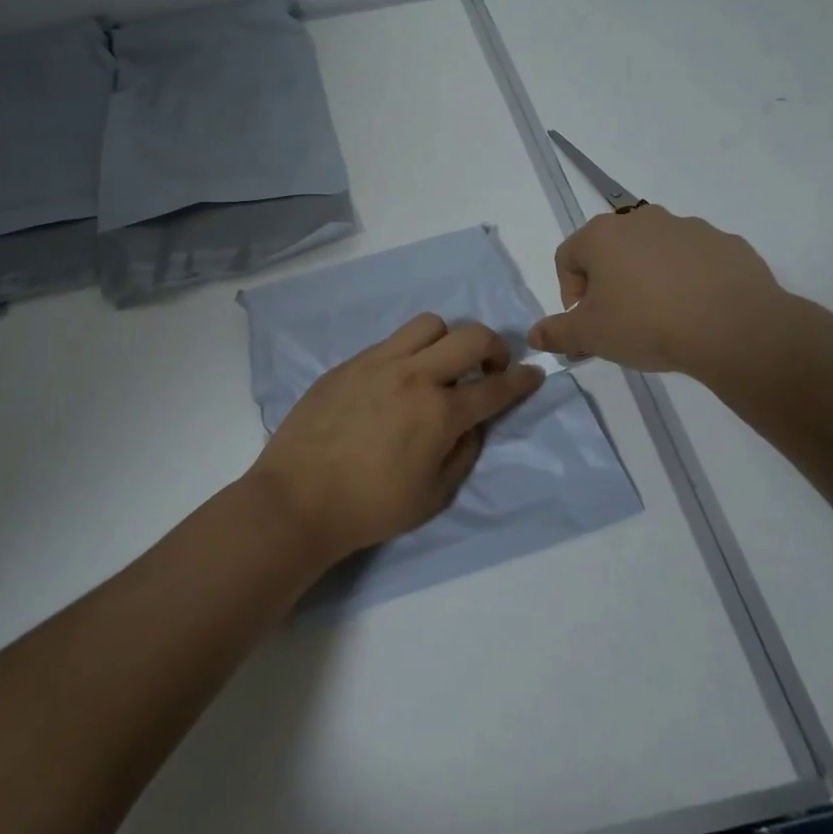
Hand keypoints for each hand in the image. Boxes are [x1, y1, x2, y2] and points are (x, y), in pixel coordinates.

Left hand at [250, 314, 542, 563]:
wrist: (298, 499)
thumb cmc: (370, 508)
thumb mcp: (433, 496)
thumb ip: (463, 453)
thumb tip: (473, 423)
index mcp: (439, 413)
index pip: (495, 387)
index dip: (522, 380)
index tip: (534, 374)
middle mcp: (413, 376)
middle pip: (469, 336)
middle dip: (493, 346)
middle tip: (489, 367)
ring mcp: (377, 363)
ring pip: (427, 325)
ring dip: (447, 340)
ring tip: (439, 366)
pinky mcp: (348, 363)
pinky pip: (390, 342)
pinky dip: (407, 353)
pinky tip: (395, 381)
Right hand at [527, 205, 804, 396]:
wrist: (733, 327)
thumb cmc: (646, 323)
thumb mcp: (591, 336)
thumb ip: (557, 333)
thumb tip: (533, 335)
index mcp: (602, 235)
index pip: (567, 258)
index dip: (569, 293)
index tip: (586, 323)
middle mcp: (642, 220)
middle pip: (611, 251)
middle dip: (609, 283)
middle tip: (620, 321)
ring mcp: (688, 227)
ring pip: (653, 252)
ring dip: (648, 278)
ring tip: (661, 317)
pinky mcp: (725, 242)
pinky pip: (693, 260)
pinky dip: (687, 280)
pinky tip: (695, 311)